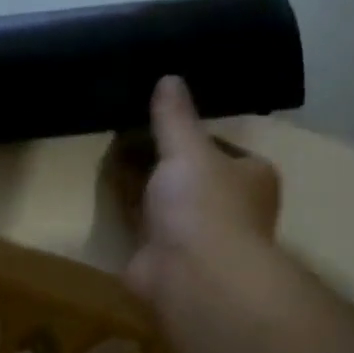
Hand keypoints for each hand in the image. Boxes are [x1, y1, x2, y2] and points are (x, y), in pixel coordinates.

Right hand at [122, 76, 280, 306]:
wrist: (190, 276)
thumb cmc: (204, 205)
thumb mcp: (188, 149)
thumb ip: (175, 117)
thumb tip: (170, 77)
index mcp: (250, 178)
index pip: (219, 148)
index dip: (189, 134)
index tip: (157, 118)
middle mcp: (227, 208)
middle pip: (188, 175)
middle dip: (160, 158)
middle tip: (124, 130)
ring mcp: (193, 236)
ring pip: (163, 200)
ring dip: (141, 183)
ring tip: (109, 151)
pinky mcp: (161, 256)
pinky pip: (140, 223)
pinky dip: (125, 208)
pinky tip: (103, 187)